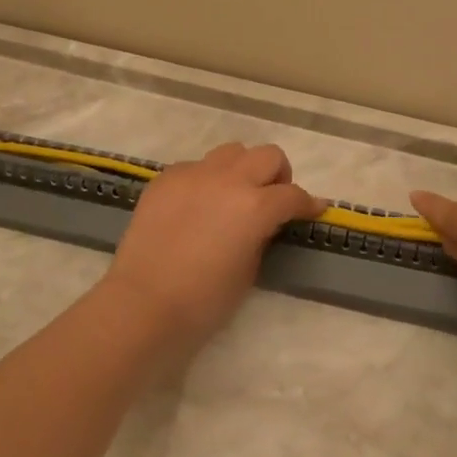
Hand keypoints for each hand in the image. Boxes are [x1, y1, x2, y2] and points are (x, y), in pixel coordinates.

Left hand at [103, 142, 324, 348]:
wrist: (143, 304)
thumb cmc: (204, 301)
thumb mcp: (249, 270)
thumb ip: (262, 235)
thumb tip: (264, 222)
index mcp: (255, 206)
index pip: (293, 195)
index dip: (308, 204)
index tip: (313, 210)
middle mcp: (228, 180)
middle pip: (268, 156)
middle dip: (278, 175)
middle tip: (272, 200)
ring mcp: (194, 174)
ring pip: (232, 152)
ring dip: (242, 169)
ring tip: (234, 196)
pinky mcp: (166, 178)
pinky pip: (197, 166)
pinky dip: (207, 179)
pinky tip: (198, 205)